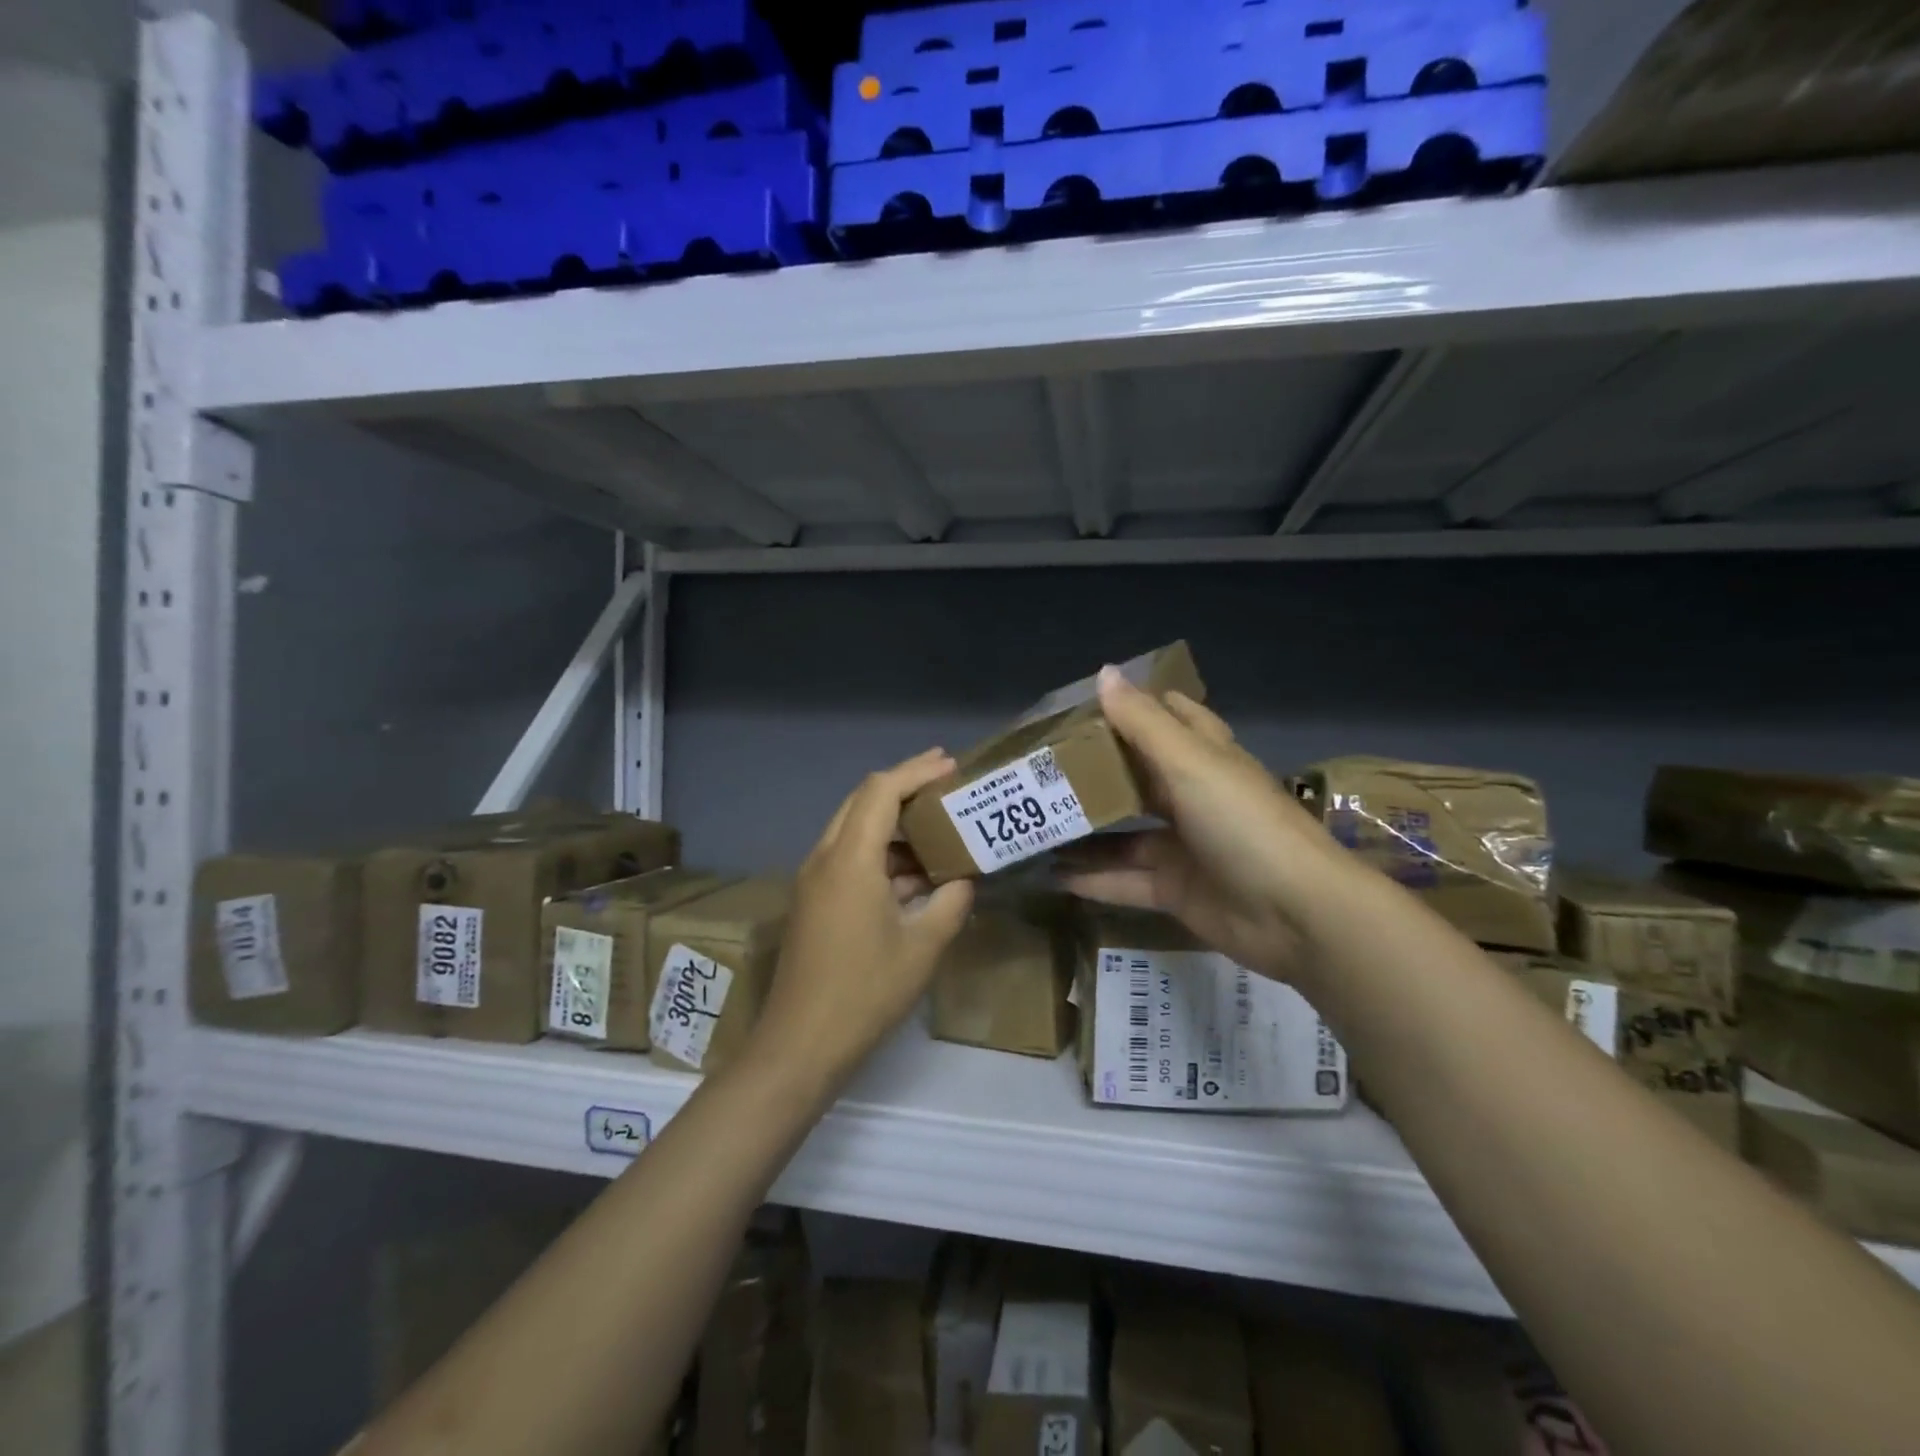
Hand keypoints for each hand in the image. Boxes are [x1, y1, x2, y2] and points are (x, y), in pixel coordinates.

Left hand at [753, 749, 975, 1089]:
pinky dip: (881, 853)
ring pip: (854, 829)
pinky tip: (915, 873)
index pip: (881, 791)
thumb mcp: (923, 945)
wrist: (801, 1044)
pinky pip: (849, 858)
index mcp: (850, 859)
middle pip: (863, 801)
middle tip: (944, 782)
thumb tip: (964, 879)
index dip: (917, 771)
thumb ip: (950, 901)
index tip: (951, 765)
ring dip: (893, 823)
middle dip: (903, 785)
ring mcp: (814, 880)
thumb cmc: (866, 992)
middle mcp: (825, 858)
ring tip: (938, 827)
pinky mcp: (814, 901)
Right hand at [1055, 668, 1353, 982]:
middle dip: (1092, 775)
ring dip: (1084, 831)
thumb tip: (1104, 672)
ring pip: (1123, 835)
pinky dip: (1092, 879)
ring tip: (1032, 826)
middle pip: (1135, 778)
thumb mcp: (1191, 763)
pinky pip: (1125, 880)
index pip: (1165, 718)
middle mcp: (1192, 797)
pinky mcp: (1175, 889)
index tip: (1075, 710)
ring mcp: (1183, 846)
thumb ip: (1143, 722)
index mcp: (1203, 757)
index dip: (1126, 709)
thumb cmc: (1243, 823)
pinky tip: (1051, 875)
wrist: (1297, 913)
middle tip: (1038, 770)